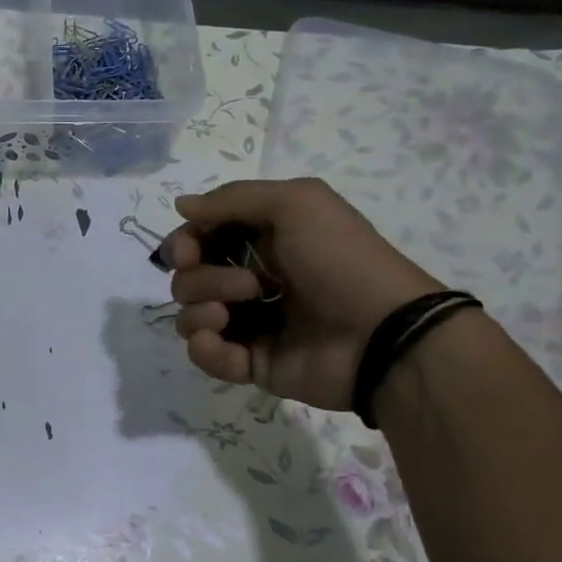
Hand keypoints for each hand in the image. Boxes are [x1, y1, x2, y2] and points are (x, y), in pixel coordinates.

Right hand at [160, 178, 442, 409]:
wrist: (381, 333)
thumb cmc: (340, 260)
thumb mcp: (296, 203)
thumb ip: (233, 199)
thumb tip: (180, 205)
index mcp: (262, 240)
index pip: (201, 238)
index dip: (185, 243)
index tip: (187, 253)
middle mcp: (251, 279)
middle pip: (189, 278)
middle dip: (203, 280)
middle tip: (249, 286)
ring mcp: (250, 323)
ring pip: (190, 316)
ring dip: (200, 311)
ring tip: (230, 316)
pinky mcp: (250, 362)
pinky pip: (206, 355)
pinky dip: (206, 349)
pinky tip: (224, 344)